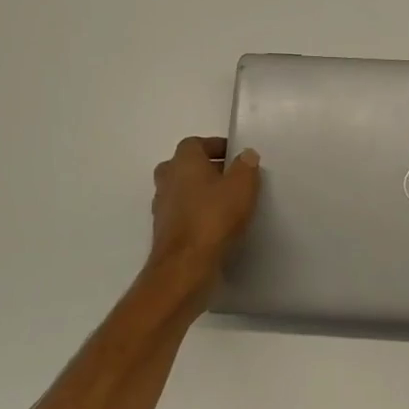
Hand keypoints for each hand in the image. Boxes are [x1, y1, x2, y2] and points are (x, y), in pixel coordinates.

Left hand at [149, 136, 260, 284]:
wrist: (185, 266)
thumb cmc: (214, 217)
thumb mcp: (242, 186)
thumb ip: (246, 166)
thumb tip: (246, 155)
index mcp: (183, 162)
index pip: (195, 143)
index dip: (215, 146)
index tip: (235, 156)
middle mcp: (167, 180)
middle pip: (184, 166)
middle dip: (206, 169)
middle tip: (230, 178)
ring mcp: (162, 207)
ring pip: (181, 191)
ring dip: (199, 193)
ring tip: (226, 203)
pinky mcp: (164, 231)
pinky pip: (182, 214)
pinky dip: (196, 214)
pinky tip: (215, 225)